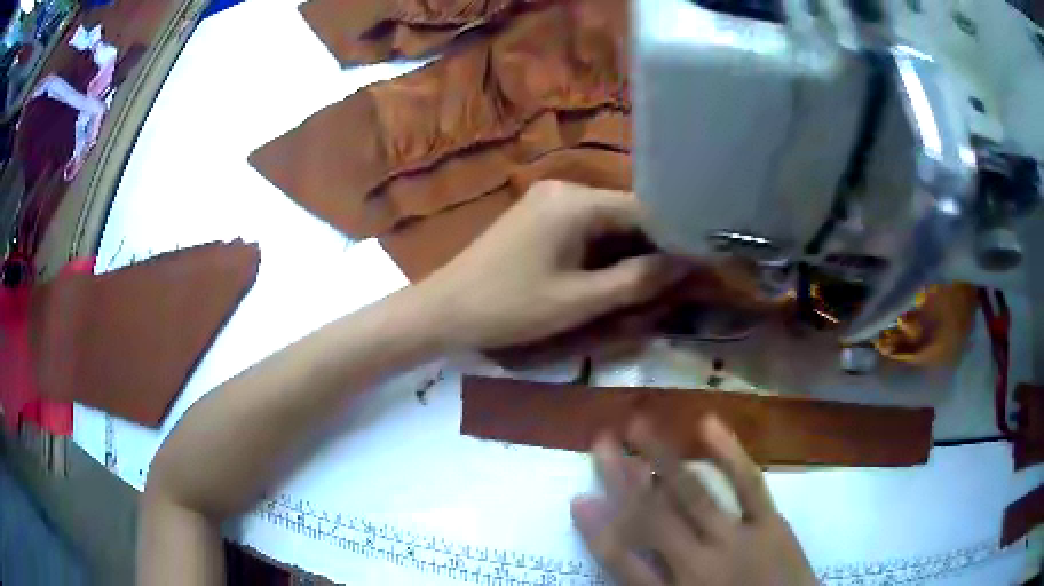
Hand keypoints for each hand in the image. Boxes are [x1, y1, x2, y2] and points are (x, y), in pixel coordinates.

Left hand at [422, 181, 688, 349]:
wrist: (446, 309)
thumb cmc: (510, 306)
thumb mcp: (579, 300)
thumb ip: (636, 280)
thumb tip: (685, 264)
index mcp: (576, 201)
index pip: (646, 208)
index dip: (676, 234)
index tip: (701, 260)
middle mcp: (566, 188)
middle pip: (627, 211)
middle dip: (654, 243)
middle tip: (683, 274)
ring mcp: (549, 199)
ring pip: (608, 220)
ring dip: (631, 247)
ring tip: (658, 276)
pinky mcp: (539, 214)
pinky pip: (586, 226)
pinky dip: (606, 248)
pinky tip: (619, 270)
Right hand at [572, 417, 816, 585]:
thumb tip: (631, 563)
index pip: (623, 561)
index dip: (597, 531)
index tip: (578, 499)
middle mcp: (698, 564)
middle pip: (651, 517)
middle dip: (622, 479)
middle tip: (601, 442)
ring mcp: (738, 540)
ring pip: (692, 494)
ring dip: (663, 458)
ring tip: (638, 426)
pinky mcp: (771, 524)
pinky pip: (749, 485)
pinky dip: (729, 454)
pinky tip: (708, 425)